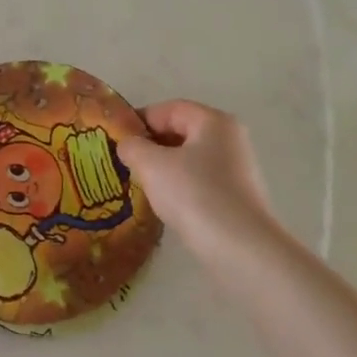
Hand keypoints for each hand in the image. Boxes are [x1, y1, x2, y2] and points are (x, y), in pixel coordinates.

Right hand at [118, 101, 284, 264]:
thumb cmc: (194, 194)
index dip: (139, 120)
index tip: (116, 139)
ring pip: (188, 158)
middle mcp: (230, 138)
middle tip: (124, 161)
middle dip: (150, 144)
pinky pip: (199, 180)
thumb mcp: (151, 165)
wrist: (239, 248)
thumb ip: (133, 147)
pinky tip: (164, 203)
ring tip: (140, 183)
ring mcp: (237, 168)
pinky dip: (178, 186)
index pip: (169, 109)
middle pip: (180, 131)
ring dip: (162, 167)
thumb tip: (128, 145)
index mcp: (213, 121)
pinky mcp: (236, 196)